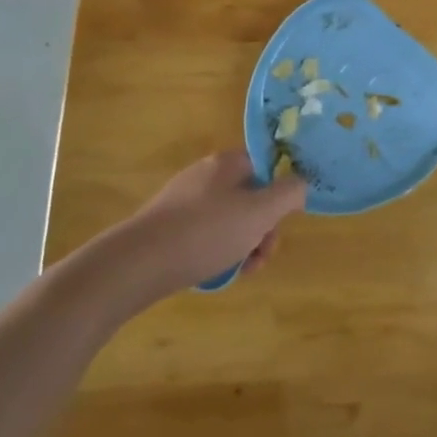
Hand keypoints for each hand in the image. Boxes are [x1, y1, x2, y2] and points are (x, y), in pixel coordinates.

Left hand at [101, 149, 305, 302]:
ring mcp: (183, 202)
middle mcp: (206, 175)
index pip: (268, 166)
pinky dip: (218, 252)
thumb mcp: (260, 212)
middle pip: (251, 196)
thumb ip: (290, 193)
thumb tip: (301, 183)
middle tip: (263, 255)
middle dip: (264, 228)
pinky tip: (216, 273)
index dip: (282, 192)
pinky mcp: (167, 227)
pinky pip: (206, 235)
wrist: (135, 265)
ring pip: (230, 220)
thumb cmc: (206, 232)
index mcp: (227, 163)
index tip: (283, 221)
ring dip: (245, 244)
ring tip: (242, 271)